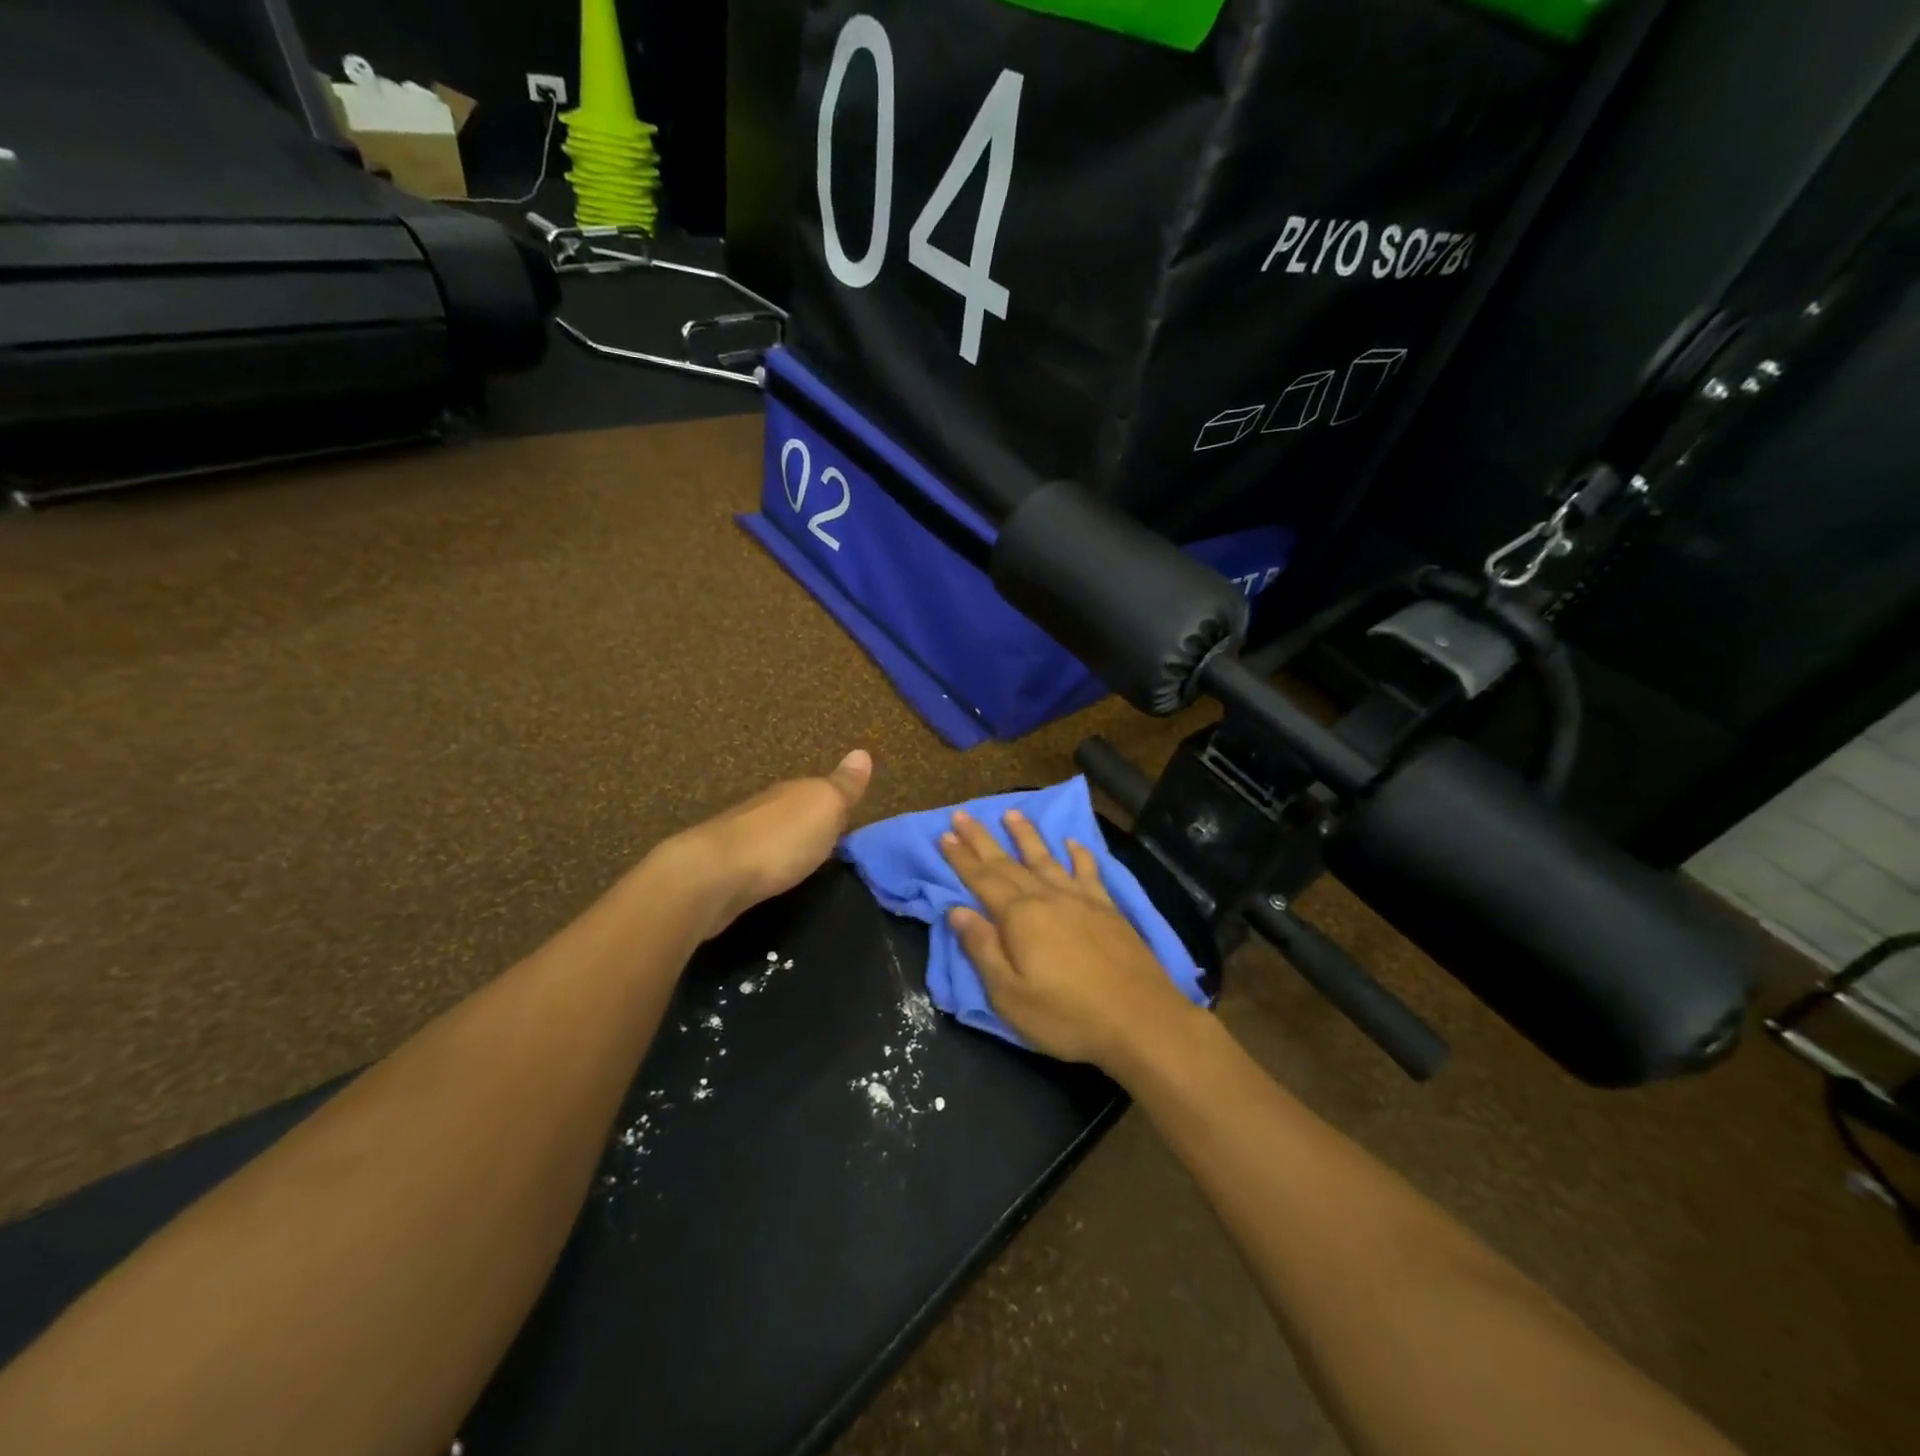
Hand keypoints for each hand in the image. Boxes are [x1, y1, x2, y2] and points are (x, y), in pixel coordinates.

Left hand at [658, 750, 872, 938]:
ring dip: (785, 844)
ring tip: (804, 861)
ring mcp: (740, 838)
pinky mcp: (724, 870)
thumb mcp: (824, 808)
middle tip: (831, 842)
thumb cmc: (779, 840)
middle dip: (809, 823)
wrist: (712, 876)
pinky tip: (772, 875)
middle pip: (793, 811)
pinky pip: (756, 861)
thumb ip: (843, 786)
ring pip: (772, 835)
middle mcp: (765, 808)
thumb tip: (862, 752)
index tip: (850, 819)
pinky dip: (767, 865)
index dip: (835, 803)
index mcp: (792, 792)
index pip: (819, 790)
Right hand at [939, 808, 1203, 1070]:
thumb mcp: (1010, 995)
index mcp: (1019, 917)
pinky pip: (1088, 871)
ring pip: (1046, 858)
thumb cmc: (1067, 1015)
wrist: (1140, 1019)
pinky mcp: (1108, 908)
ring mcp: (1081, 899)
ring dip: (1026, 835)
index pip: (982, 880)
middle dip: (982, 839)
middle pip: (1008, 862)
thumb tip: (957, 911)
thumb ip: (983, 949)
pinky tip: (1072, 842)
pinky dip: (1078, 855)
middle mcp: (1047, 897)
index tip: (944, 836)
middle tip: (962, 815)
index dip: (961, 858)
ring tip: (1011, 813)